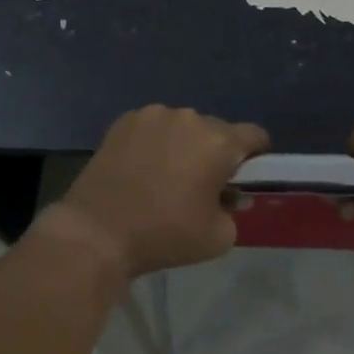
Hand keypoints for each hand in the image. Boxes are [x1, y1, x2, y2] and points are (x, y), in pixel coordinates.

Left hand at [44, 105, 269, 280]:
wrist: (97, 232)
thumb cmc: (165, 235)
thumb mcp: (218, 237)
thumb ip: (234, 211)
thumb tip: (229, 197)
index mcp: (218, 142)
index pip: (254, 135)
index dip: (256, 155)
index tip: (245, 176)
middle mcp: (189, 118)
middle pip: (217, 130)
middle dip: (216, 152)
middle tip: (202, 183)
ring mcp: (154, 115)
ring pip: (183, 126)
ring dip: (184, 144)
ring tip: (167, 175)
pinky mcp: (125, 121)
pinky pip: (154, 127)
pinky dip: (155, 142)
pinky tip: (142, 168)